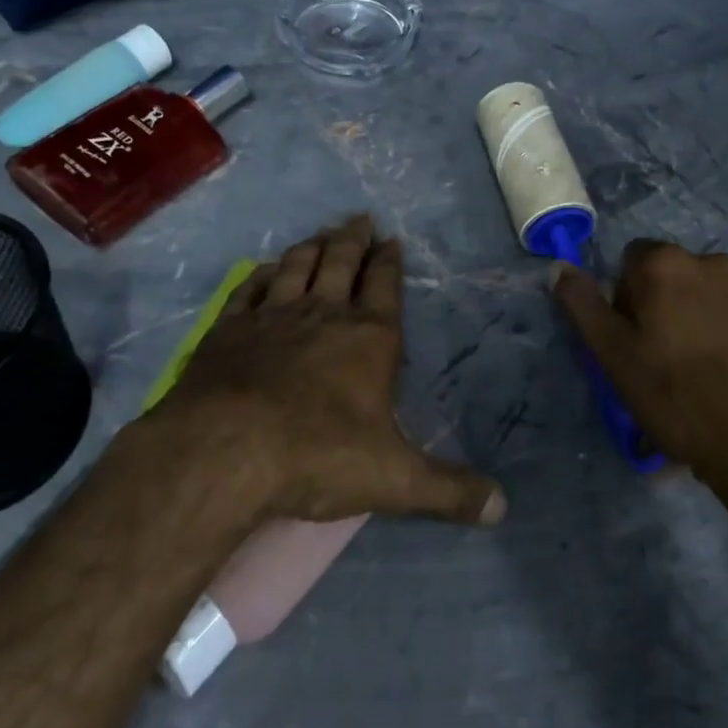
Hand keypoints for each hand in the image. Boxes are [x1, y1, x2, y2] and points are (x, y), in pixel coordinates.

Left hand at [152, 215, 506, 527]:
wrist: (224, 451)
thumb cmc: (317, 456)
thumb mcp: (393, 479)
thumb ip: (448, 490)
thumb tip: (503, 508)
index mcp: (368, 338)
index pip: (384, 286)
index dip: (389, 261)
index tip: (391, 239)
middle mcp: (323, 314)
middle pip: (341, 262)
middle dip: (353, 239)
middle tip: (359, 219)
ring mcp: (272, 316)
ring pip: (296, 267)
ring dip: (311, 247)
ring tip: (320, 234)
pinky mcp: (229, 329)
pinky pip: (249, 289)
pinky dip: (261, 274)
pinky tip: (264, 269)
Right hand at [551, 241, 727, 486]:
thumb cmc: (681, 400)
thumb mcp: (615, 358)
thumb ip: (583, 306)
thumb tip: (560, 267)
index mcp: (667, 265)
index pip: (632, 261)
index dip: (626, 300)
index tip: (635, 342)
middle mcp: (715, 262)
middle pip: (677, 278)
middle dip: (669, 309)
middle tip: (670, 365)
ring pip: (718, 297)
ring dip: (708, 321)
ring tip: (713, 379)